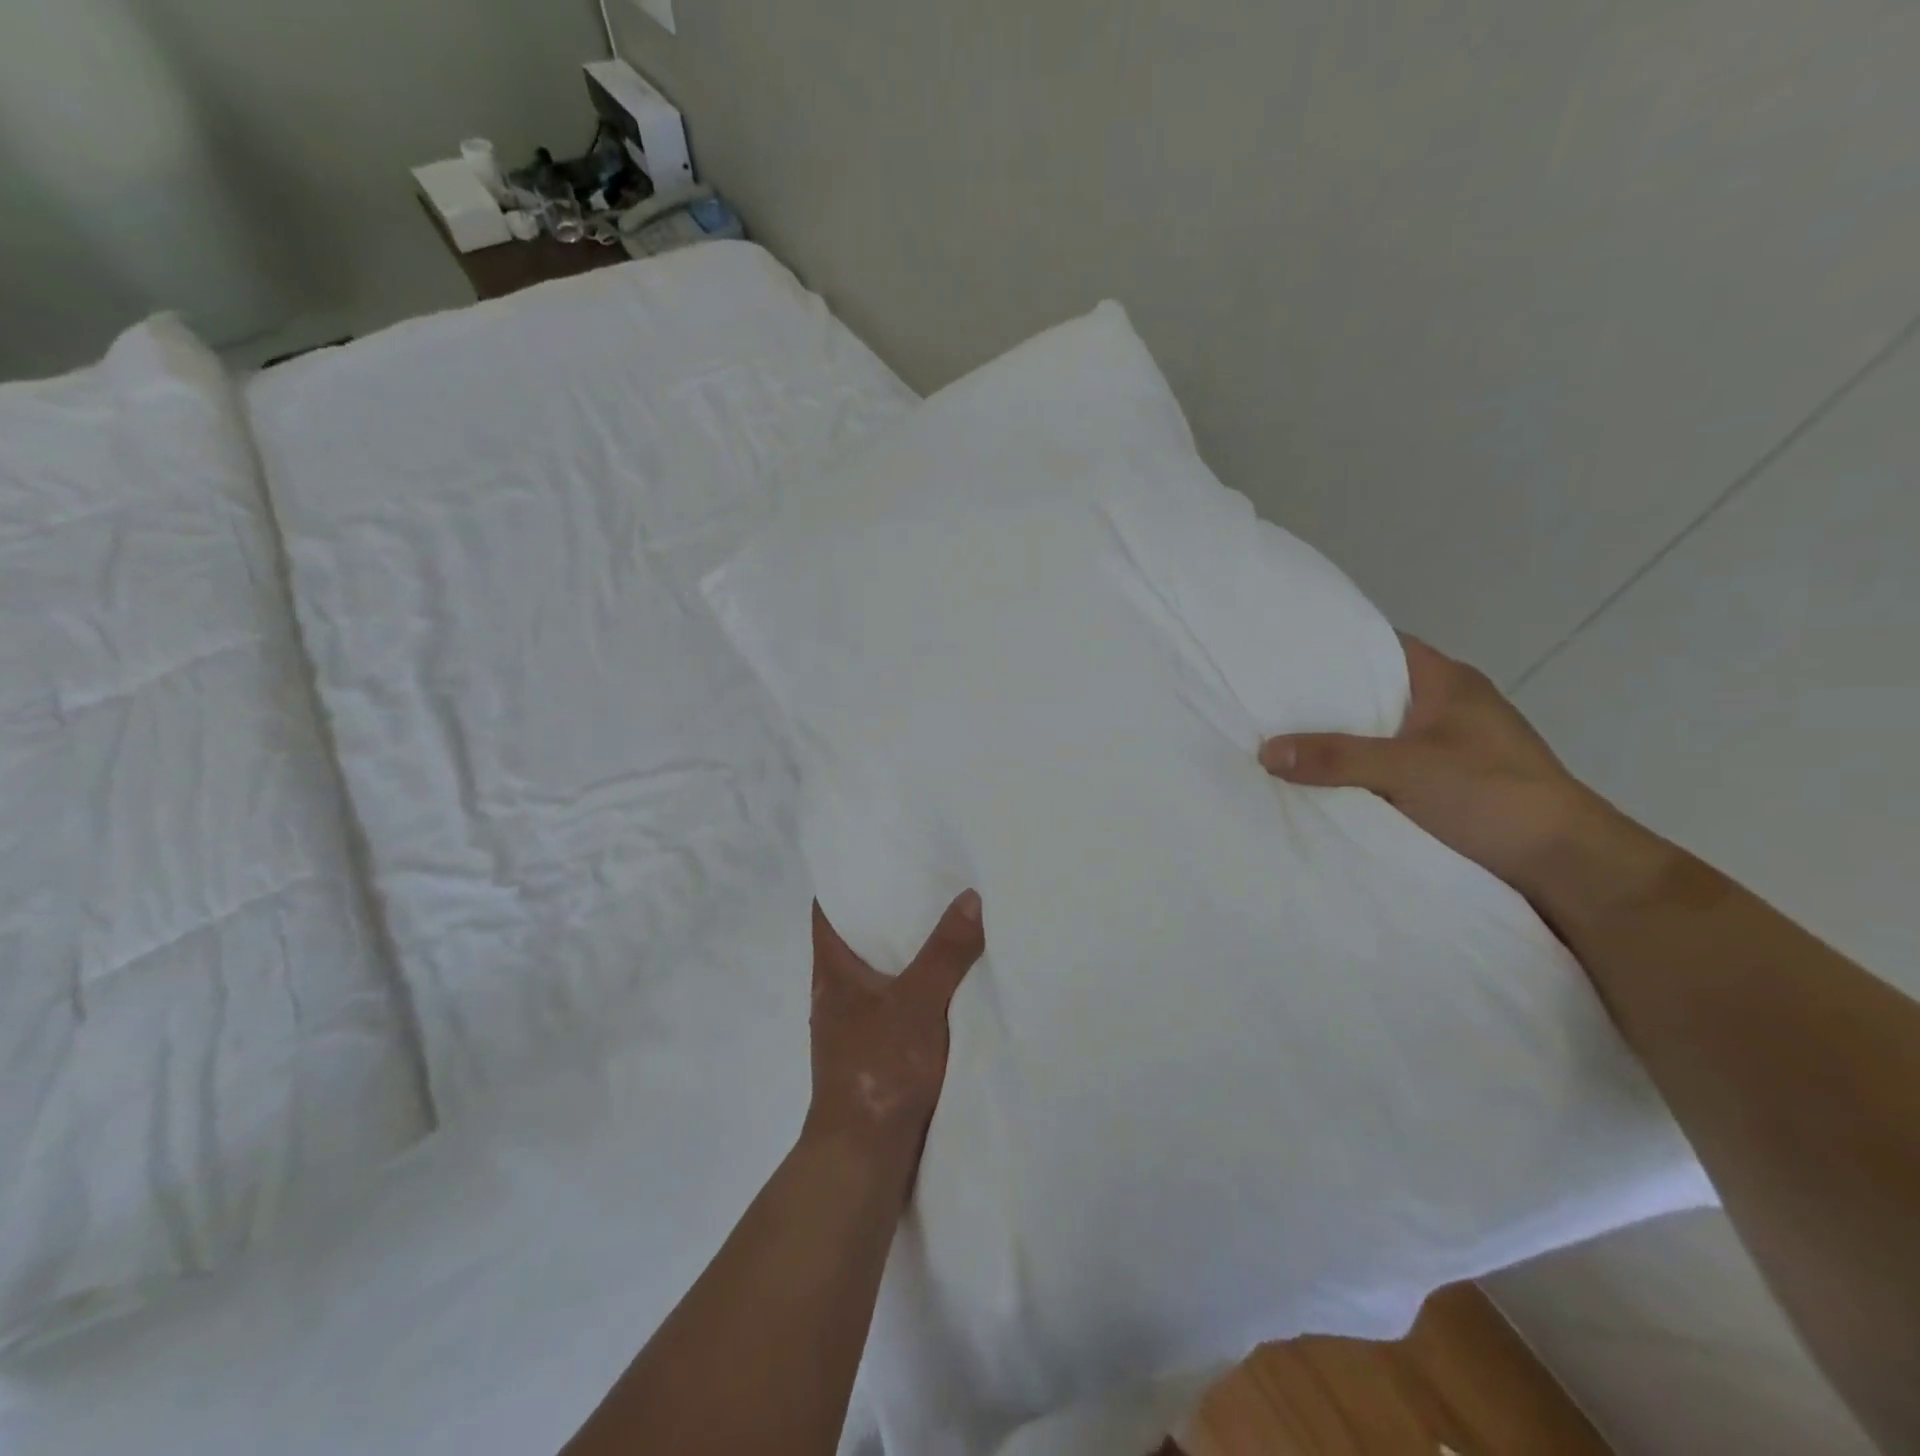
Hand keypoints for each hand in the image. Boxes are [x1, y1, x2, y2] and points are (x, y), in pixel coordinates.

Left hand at [804, 892, 985, 1191]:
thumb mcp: (918, 1002)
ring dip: (907, 950)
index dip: (848, 878)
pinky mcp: (875, 1051)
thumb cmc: (880, 1069)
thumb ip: (945, 952)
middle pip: (858, 936)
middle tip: (930, 878)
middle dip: (888, 910)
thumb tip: (970, 896)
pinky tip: (950, 980)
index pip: (828, 908)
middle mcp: (837, 991)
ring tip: (947, 919)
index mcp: (833, 970)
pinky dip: (918, 986)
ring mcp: (855, 1023)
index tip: (880, 854)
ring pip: (881, 971)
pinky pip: (897, 1002)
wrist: (865, 1156)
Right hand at [1259, 635, 1604, 899]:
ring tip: (1278, 744)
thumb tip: (1265, 751)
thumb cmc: (1493, 796)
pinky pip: (1384, 770)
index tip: (1281, 656)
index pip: (1380, 646)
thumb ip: (1336, 758)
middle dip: (1322, 701)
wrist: (1568, 869)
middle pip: (1371, 693)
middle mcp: (1446, 708)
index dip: (1332, 647)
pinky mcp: (1446, 787)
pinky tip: (1317, 784)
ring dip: (1337, 743)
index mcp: (1446, 682)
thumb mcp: (1407, 770)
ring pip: (1376, 735)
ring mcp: (1448, 749)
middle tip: (1265, 705)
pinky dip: (1354, 775)